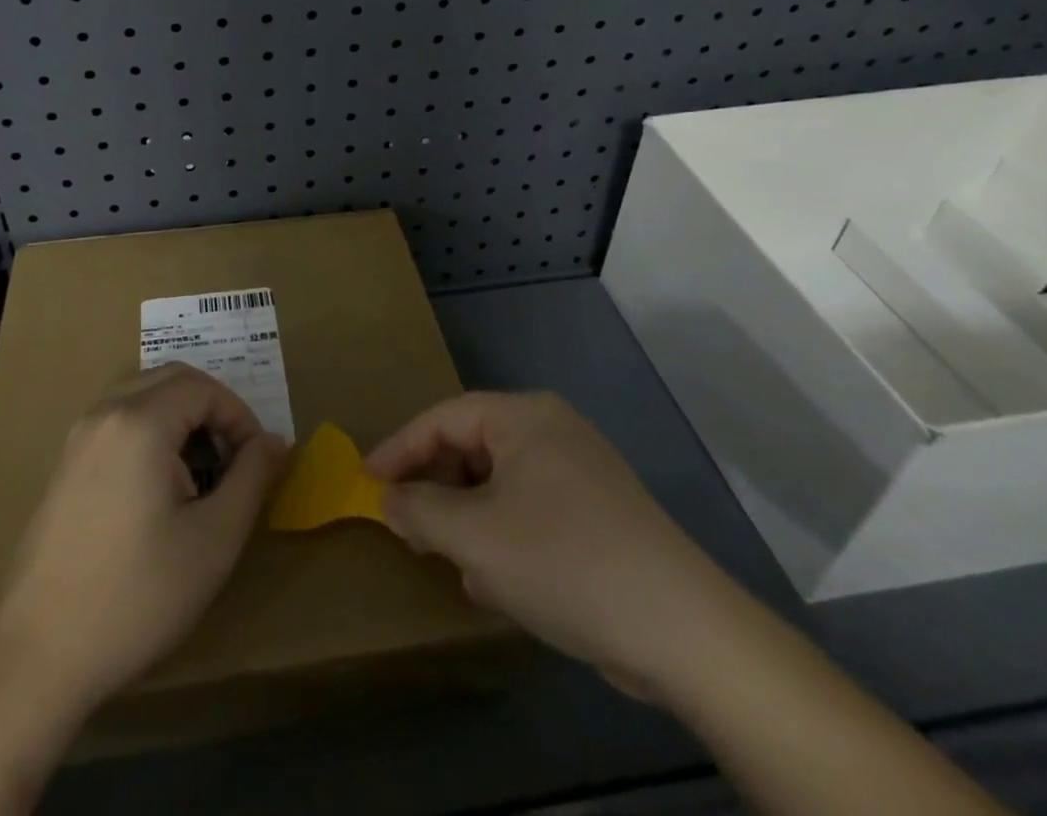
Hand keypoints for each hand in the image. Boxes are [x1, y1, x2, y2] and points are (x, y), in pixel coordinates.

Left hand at [0, 364, 285, 814]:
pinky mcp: (64, 466)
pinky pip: (119, 423)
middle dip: (212, 410)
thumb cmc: (136, 596)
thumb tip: (275, 441)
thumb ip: (252, 477)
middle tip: (233, 462)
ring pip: (143, 398)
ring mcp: (78, 438)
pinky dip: (151, 434)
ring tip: (200, 478)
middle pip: (172, 380)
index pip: (204, 387)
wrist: (37, 656)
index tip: (257, 463)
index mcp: (139, 422)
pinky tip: (159, 493)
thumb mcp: (214, 539)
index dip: (240, 416)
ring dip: (181, 421)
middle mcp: (104, 414)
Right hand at [366, 390, 733, 701]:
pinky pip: (530, 510)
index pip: (443, 418)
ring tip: (442, 552)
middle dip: (434, 486)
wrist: (681, 630)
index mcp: (523, 417)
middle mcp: (552, 431)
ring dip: (465, 516)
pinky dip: (501, 534)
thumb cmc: (562, 560)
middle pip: (471, 447)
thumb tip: (389, 499)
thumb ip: (420, 510)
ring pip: (500, 483)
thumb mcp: (474, 536)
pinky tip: (491, 579)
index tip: (365, 480)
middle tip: (402, 522)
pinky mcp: (599, 516)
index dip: (399, 448)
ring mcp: (581, 473)